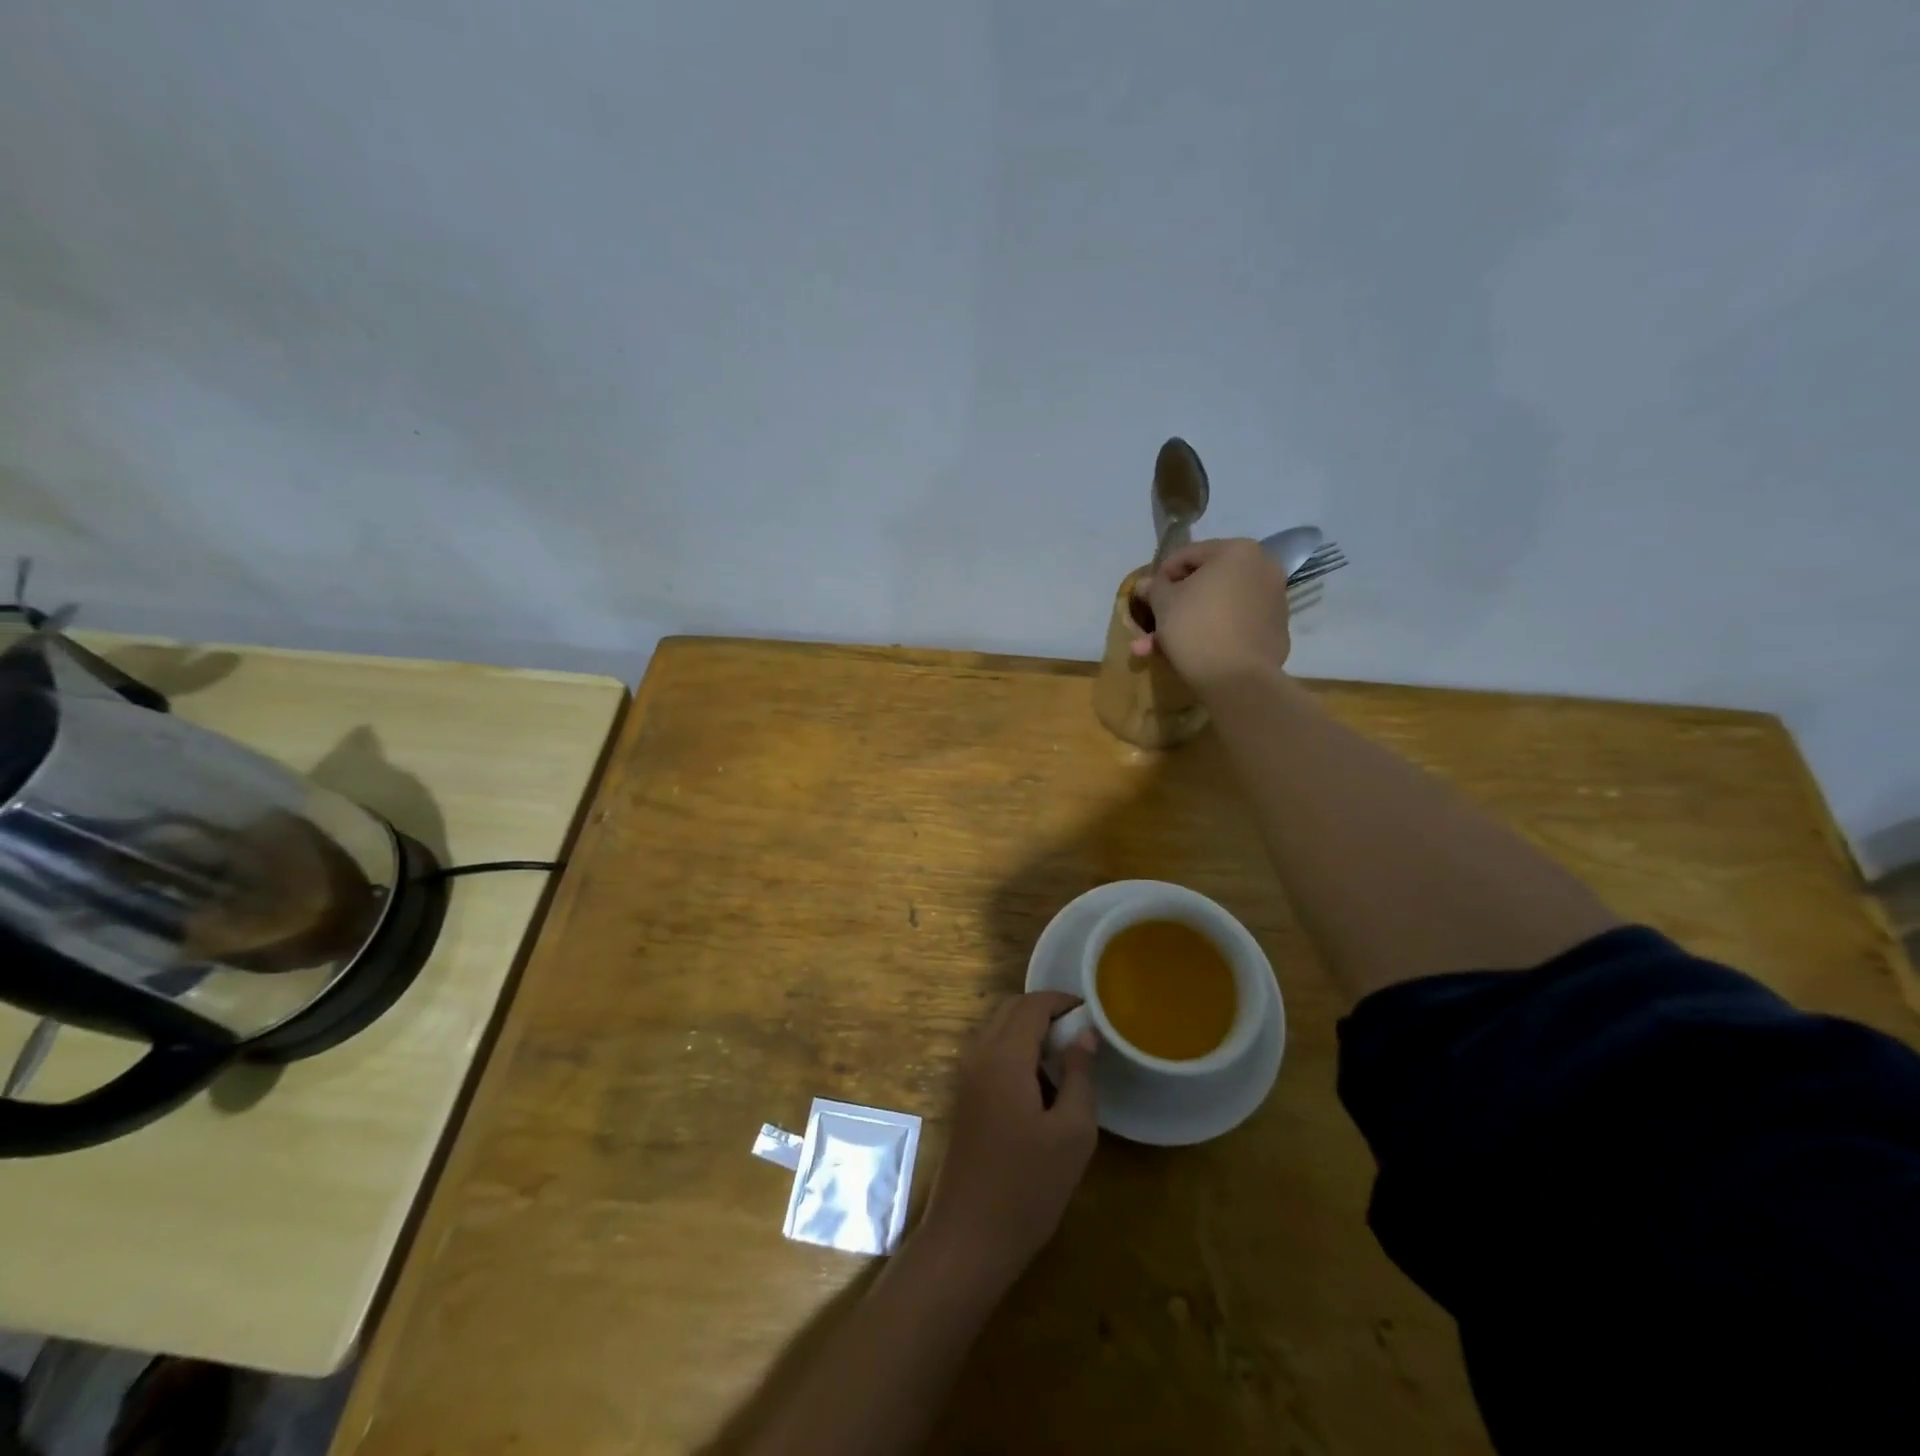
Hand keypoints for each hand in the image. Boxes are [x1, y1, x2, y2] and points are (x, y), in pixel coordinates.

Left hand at [921, 992, 1097, 1289]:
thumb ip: (1080, 1076)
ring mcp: (966, 1077)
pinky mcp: (963, 1098)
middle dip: (1045, 1012)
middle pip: (1010, 1010)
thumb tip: (1084, 1035)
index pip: (1032, 1005)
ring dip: (1029, 1032)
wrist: (968, 1239)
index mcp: (1003, 1057)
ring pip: (998, 1030)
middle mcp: (978, 1056)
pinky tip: (1041, 1087)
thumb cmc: (1027, 1187)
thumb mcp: (1072, 1134)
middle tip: (1080, 1034)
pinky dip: (1015, 1052)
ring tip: (1066, 1061)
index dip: (1062, 1001)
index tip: (1092, 1012)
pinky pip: (990, 1054)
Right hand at [1129, 538, 1291, 692]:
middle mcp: (1263, 569)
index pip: (1189, 554)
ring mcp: (1274, 601)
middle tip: (1151, 625)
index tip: (1146, 597)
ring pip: (1218, 607)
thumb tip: (1145, 584)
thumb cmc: (1196, 627)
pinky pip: (1235, 625)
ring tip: (1158, 649)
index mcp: (1239, 552)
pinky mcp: (1275, 632)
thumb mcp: (1163, 603)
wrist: (1237, 679)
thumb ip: (1153, 587)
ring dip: (1187, 624)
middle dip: (1173, 606)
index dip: (1161, 575)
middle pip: (1206, 583)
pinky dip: (1212, 634)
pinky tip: (1190, 654)